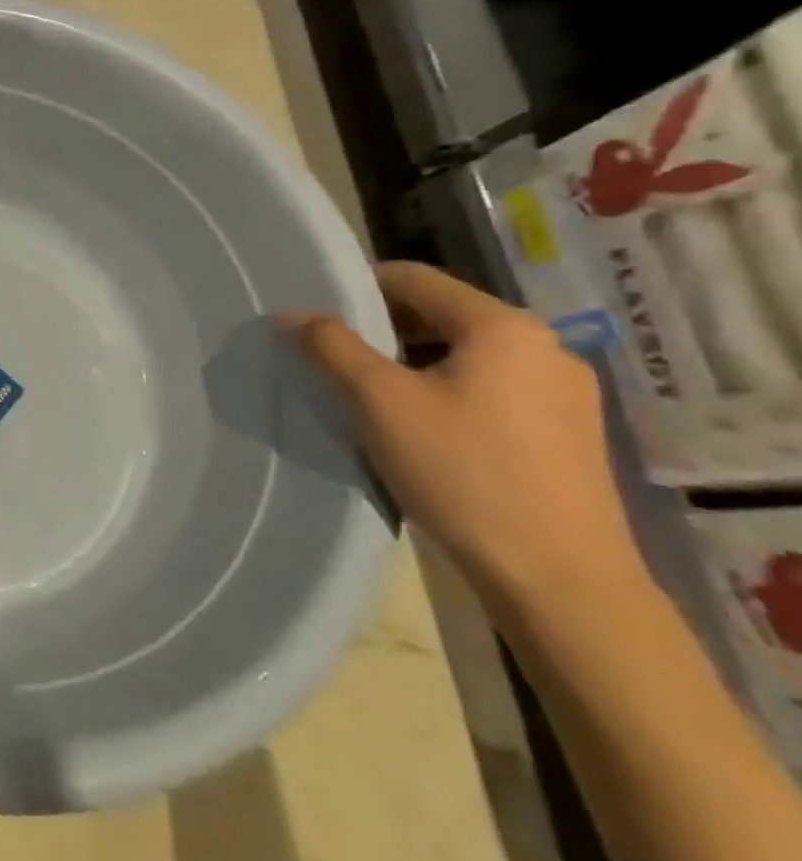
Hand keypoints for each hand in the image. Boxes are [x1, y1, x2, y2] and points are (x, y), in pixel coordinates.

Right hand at [283, 262, 644, 612]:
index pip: (413, 277)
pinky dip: (446, 390)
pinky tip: (422, 428)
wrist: (562, 583)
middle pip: (441, 313)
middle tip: (334, 357)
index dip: (357, 288)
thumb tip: (291, 314)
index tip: (316, 316)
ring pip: (465, 353)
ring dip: (412, 362)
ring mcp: (565, 392)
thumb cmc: (464, 474)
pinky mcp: (569, 433)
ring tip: (371, 395)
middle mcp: (544, 346)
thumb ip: (331, 346)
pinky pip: (492, 387)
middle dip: (382, 329)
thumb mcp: (379, 402)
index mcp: (503, 326)